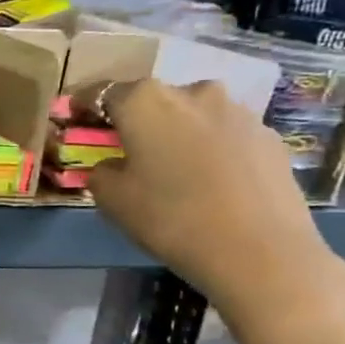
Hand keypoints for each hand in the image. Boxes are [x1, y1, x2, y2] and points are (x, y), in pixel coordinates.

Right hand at [84, 79, 344, 343]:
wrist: (260, 252)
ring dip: (178, 135)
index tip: (74, 121)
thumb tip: (112, 164)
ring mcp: (238, 111)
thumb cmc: (171, 218)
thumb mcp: (112, 199)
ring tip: (174, 171)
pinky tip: (211, 184)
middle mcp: (193, 92)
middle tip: (128, 152)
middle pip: (152, 101)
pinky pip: (225, 137)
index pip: (102, 93)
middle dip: (137, 121)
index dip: (84, 107)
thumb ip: (101, 171)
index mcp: (146, 101)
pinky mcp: (270, 136)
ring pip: (193, 116)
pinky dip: (211, 151)